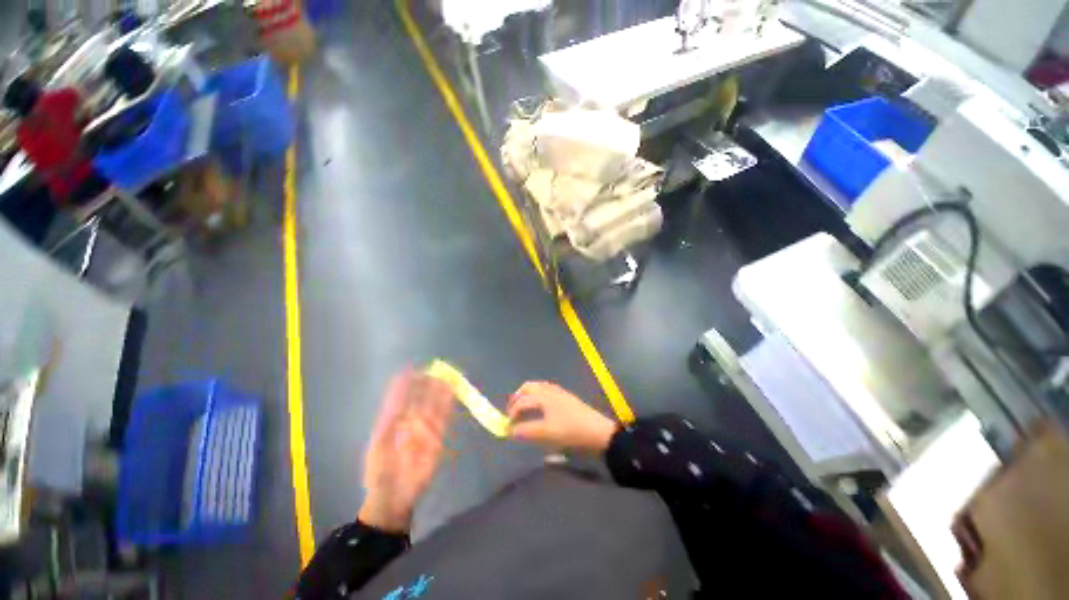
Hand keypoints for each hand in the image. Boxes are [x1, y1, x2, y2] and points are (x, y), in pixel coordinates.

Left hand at [359, 370, 453, 533]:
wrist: (391, 498)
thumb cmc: (379, 471)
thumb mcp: (379, 441)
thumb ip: (389, 415)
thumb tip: (396, 390)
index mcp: (394, 422)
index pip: (403, 398)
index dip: (409, 384)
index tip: (414, 370)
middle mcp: (411, 424)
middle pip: (422, 400)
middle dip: (429, 385)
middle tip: (438, 370)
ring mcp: (424, 432)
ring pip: (434, 407)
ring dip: (441, 393)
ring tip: (447, 377)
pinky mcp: (437, 441)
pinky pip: (443, 421)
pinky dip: (448, 407)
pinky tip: (451, 395)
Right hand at [506, 381, 617, 451]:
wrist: (598, 431)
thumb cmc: (571, 432)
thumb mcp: (546, 434)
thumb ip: (526, 431)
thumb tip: (510, 430)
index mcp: (543, 396)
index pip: (522, 401)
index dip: (512, 413)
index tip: (507, 426)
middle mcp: (549, 390)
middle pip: (528, 388)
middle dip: (517, 398)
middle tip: (511, 412)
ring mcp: (559, 392)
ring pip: (537, 387)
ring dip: (527, 395)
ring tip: (523, 409)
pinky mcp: (565, 396)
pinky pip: (545, 389)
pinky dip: (536, 395)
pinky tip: (539, 407)